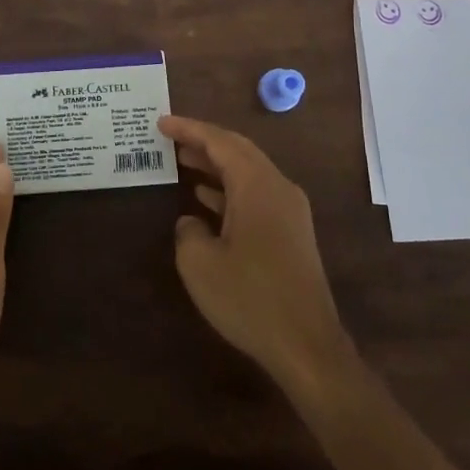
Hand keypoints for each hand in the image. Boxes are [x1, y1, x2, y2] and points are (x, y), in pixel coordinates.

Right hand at [162, 114, 354, 397]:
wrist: (308, 348)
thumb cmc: (251, 299)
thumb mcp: (200, 264)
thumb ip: (188, 231)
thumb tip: (192, 222)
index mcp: (257, 185)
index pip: (220, 142)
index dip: (189, 129)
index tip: (161, 122)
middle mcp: (278, 188)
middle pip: (238, 151)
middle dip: (203, 141)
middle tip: (171, 136)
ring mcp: (290, 211)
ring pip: (248, 172)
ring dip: (215, 165)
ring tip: (182, 161)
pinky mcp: (292, 233)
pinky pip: (255, 194)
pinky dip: (229, 189)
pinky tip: (206, 200)